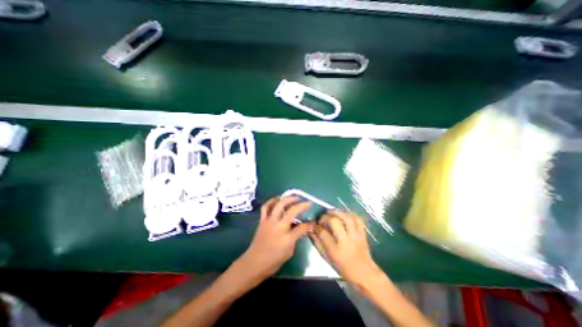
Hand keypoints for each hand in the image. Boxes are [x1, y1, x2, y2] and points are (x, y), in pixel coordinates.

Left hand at [235, 195, 313, 281]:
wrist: (254, 263)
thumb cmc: (273, 260)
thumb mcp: (289, 251)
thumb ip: (296, 237)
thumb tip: (303, 228)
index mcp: (286, 238)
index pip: (302, 227)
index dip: (309, 224)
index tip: (313, 222)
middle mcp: (278, 226)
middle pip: (291, 210)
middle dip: (300, 204)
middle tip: (305, 201)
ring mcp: (269, 221)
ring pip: (278, 205)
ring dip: (287, 199)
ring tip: (293, 197)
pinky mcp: (262, 220)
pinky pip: (266, 207)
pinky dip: (271, 201)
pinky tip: (277, 199)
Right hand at [312, 209, 385, 288]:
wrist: (365, 273)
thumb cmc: (344, 268)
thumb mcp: (328, 259)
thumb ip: (319, 244)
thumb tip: (312, 232)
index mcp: (336, 251)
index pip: (323, 234)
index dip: (317, 227)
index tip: (315, 225)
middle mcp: (346, 241)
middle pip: (335, 222)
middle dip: (326, 217)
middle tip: (322, 218)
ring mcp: (356, 236)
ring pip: (347, 218)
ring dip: (337, 212)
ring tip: (331, 212)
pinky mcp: (363, 233)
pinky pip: (357, 219)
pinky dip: (349, 214)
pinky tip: (343, 214)